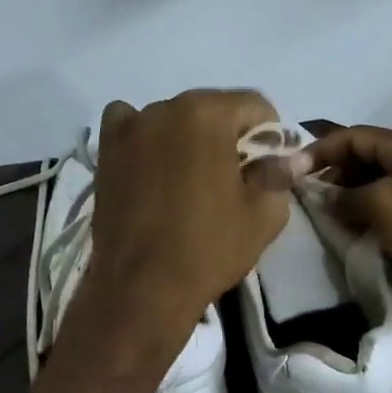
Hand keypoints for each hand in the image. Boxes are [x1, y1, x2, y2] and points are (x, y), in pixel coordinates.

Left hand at [84, 89, 289, 334]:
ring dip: (187, 136)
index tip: (269, 165)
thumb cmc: (208, 248)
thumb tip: (286, 159)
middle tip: (234, 175)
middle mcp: (165, 108)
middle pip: (211, 108)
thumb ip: (278, 175)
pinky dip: (142, 136)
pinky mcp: (105, 152)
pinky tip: (150, 163)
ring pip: (172, 118)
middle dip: (228, 134)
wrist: (142, 288)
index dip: (270, 133)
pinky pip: (128, 125)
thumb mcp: (263, 215)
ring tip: (190, 177)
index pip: (253, 105)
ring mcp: (130, 128)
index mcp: (207, 114)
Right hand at [303, 125, 391, 339]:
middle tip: (304, 198)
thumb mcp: (387, 205)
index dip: (321, 149)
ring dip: (346, 199)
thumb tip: (326, 198)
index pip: (356, 135)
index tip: (291, 172)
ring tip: (320, 218)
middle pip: (365, 159)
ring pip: (374, 188)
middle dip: (333, 173)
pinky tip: (349, 236)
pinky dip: (364, 220)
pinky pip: (387, 214)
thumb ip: (349, 195)